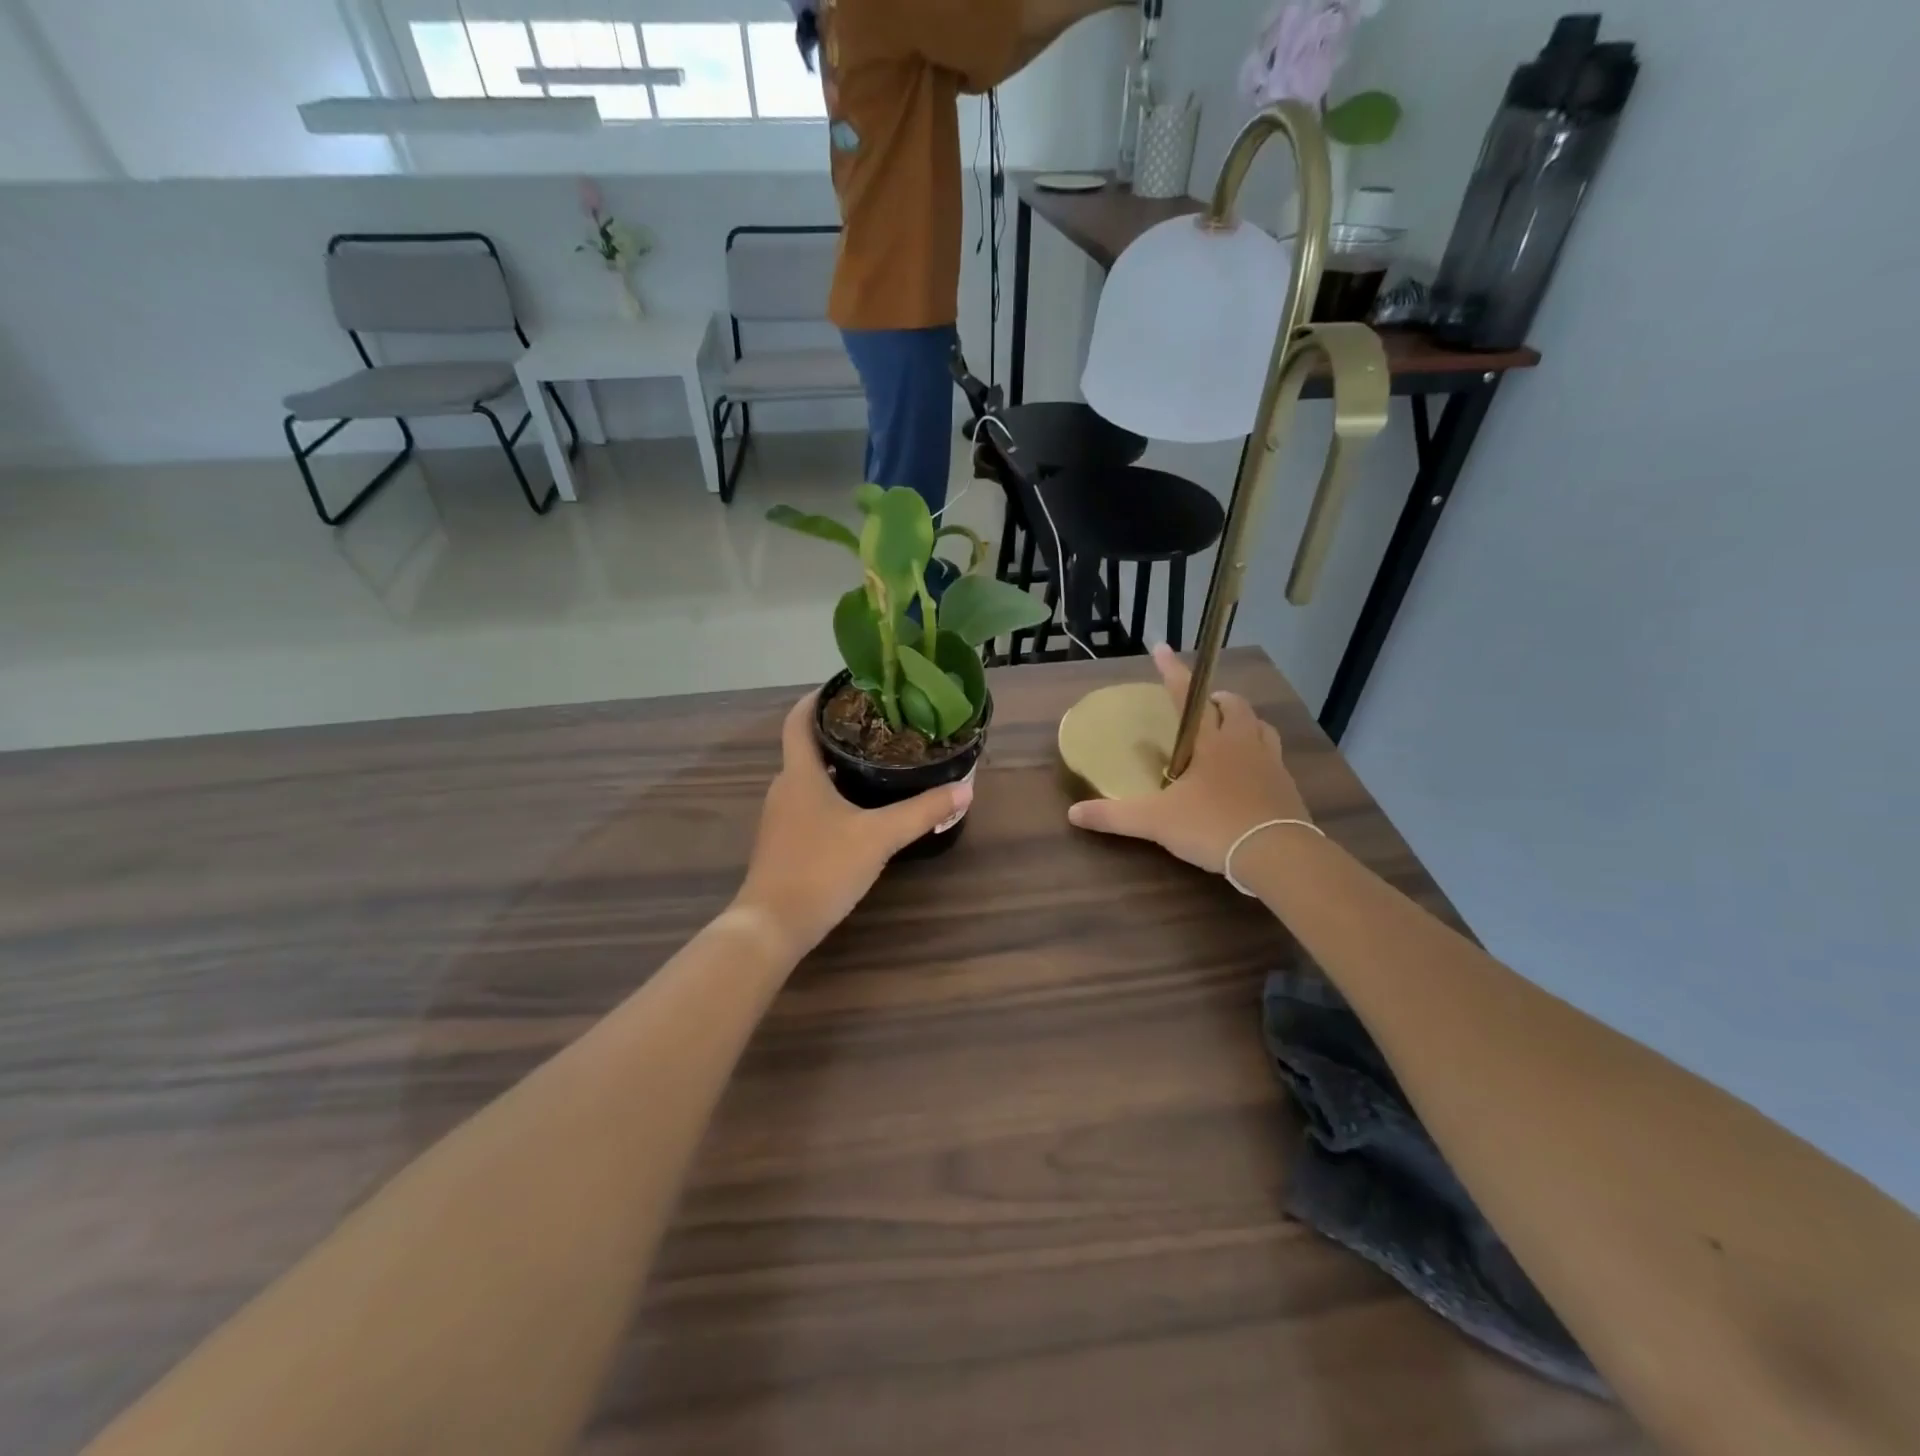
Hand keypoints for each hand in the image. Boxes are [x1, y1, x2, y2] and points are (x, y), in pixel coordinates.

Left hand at [734, 693, 971, 958]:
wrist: (772, 925)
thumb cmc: (821, 868)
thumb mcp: (879, 837)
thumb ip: (922, 812)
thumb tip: (965, 789)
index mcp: (799, 774)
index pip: (799, 721)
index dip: (817, 698)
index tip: (845, 686)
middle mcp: (784, 789)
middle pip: (806, 748)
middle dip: (838, 733)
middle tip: (879, 726)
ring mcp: (780, 818)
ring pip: (809, 779)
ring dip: (836, 766)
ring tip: (876, 762)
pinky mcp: (783, 843)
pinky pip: (808, 804)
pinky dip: (831, 795)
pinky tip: (858, 810)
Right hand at [1067, 644, 1310, 873]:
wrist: (1276, 855)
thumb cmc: (1213, 826)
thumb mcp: (1155, 822)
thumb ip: (1114, 816)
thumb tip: (1073, 814)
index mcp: (1211, 741)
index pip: (1187, 696)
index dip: (1172, 671)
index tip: (1160, 649)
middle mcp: (1242, 743)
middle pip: (1233, 705)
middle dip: (1215, 699)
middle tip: (1201, 708)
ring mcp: (1270, 763)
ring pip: (1260, 727)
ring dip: (1242, 722)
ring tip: (1227, 733)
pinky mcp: (1286, 786)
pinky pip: (1273, 756)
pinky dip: (1258, 753)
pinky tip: (1248, 773)